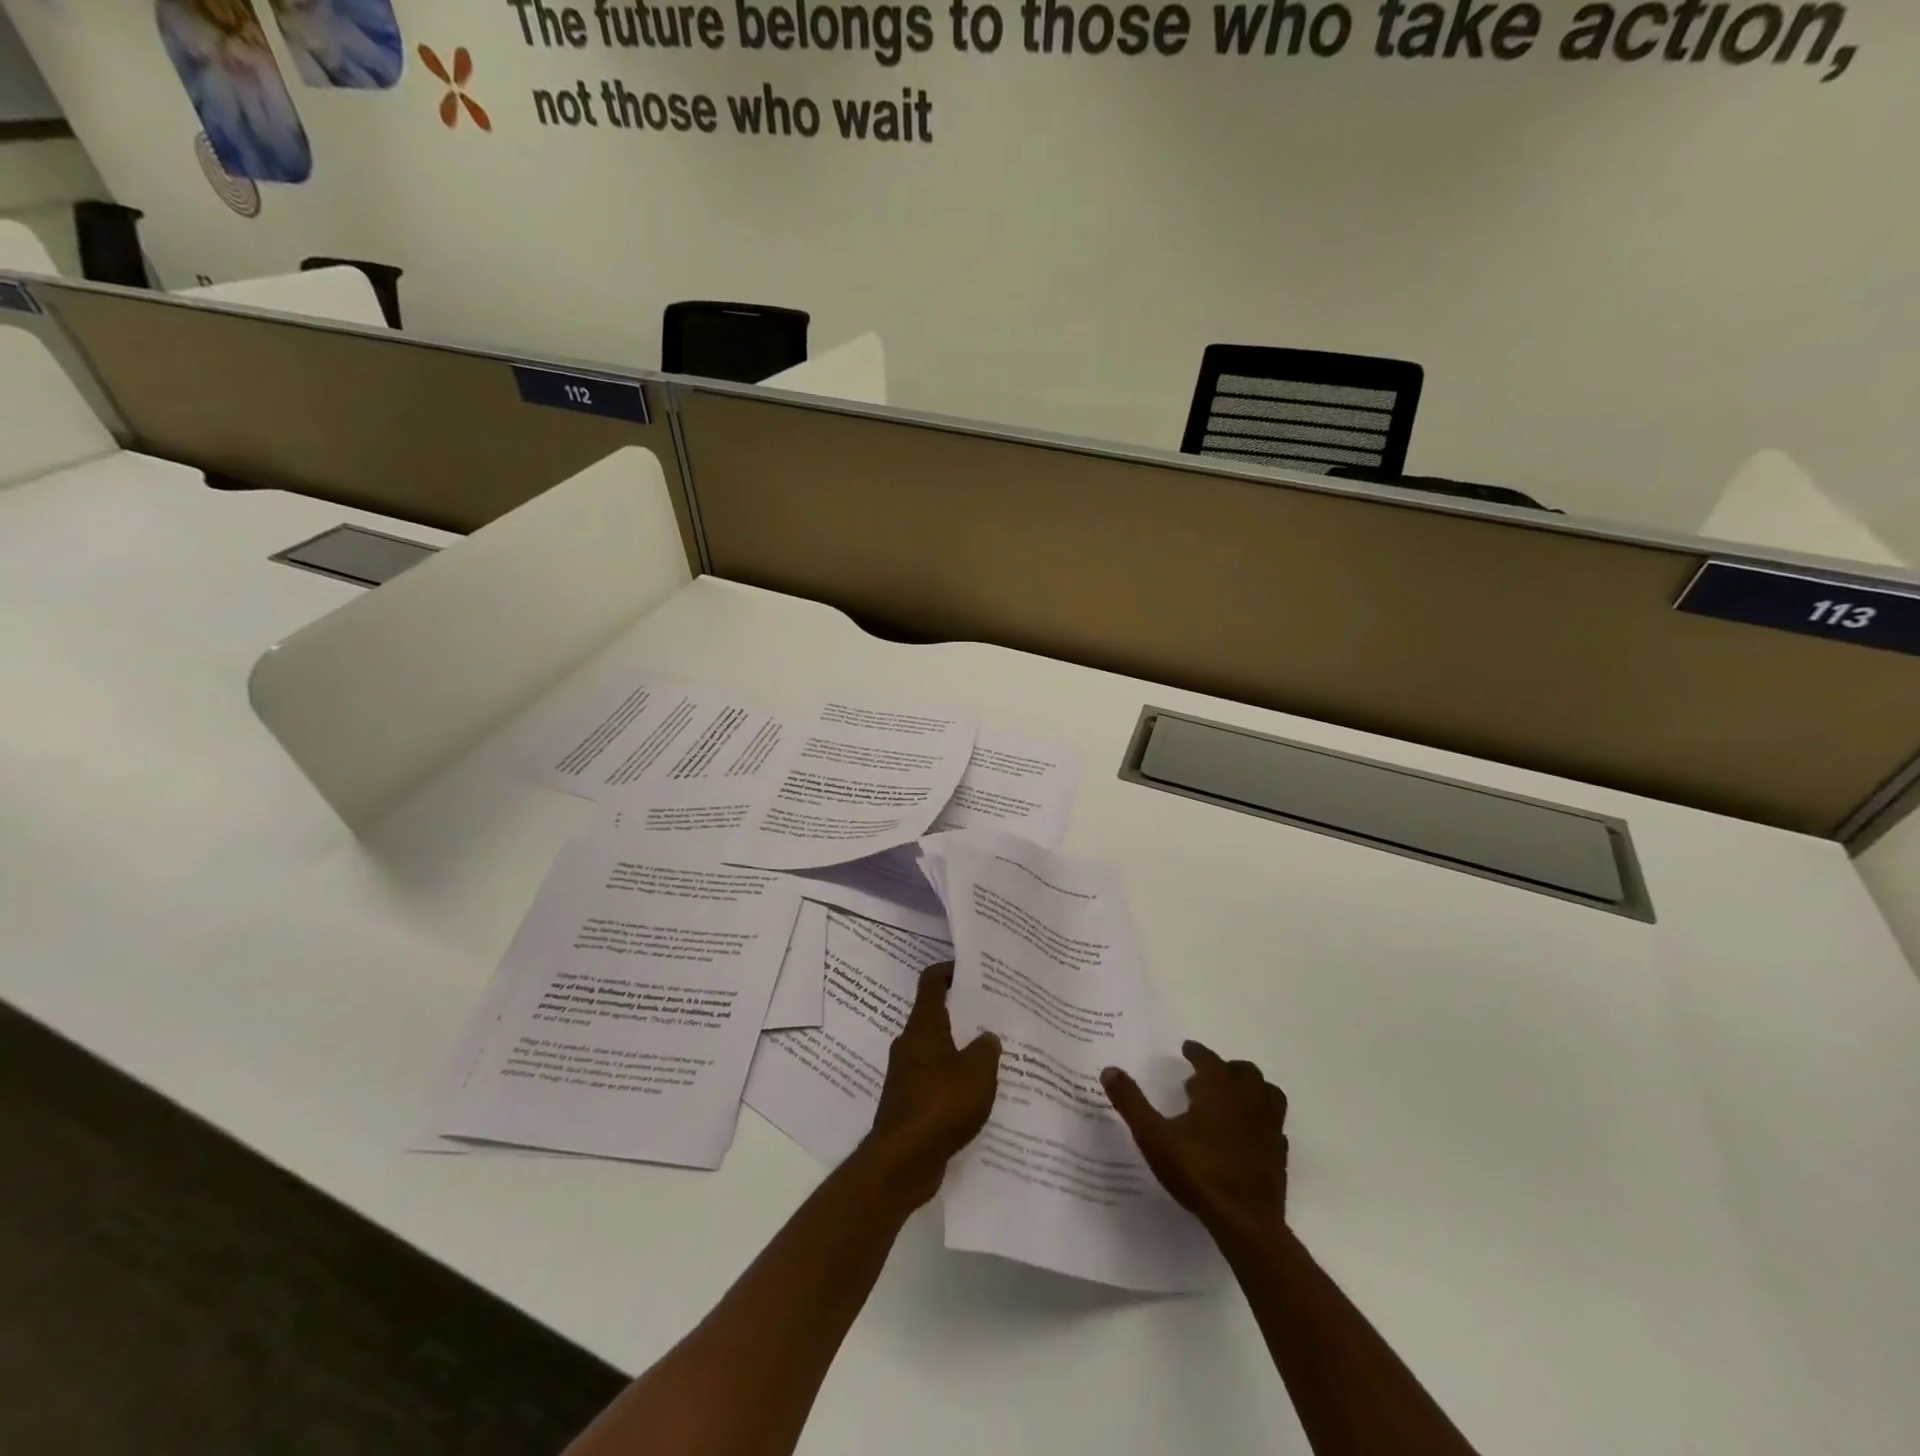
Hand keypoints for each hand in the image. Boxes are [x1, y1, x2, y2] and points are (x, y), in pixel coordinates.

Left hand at [863, 962, 1000, 1207]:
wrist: (903, 1160)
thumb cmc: (941, 1103)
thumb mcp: (978, 1072)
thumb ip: (987, 1049)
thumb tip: (987, 1037)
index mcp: (924, 1026)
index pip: (931, 983)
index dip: (948, 971)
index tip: (970, 969)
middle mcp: (910, 1044)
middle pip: (934, 1016)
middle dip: (961, 1014)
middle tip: (991, 1015)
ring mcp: (905, 1074)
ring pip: (935, 1050)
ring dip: (958, 1050)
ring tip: (990, 1056)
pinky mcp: (907, 1102)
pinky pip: (933, 1080)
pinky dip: (951, 1080)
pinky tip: (975, 1094)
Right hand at [1102, 1041, 1288, 1246]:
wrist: (1245, 1221)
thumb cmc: (1197, 1170)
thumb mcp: (1153, 1135)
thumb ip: (1131, 1102)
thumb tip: (1109, 1070)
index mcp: (1219, 1089)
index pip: (1209, 1059)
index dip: (1197, 1052)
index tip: (1187, 1048)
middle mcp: (1248, 1100)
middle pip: (1244, 1072)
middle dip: (1226, 1068)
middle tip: (1206, 1077)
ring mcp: (1268, 1127)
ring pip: (1268, 1093)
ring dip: (1252, 1088)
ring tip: (1233, 1098)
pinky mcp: (1279, 1154)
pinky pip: (1275, 1125)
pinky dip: (1262, 1120)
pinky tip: (1248, 1133)